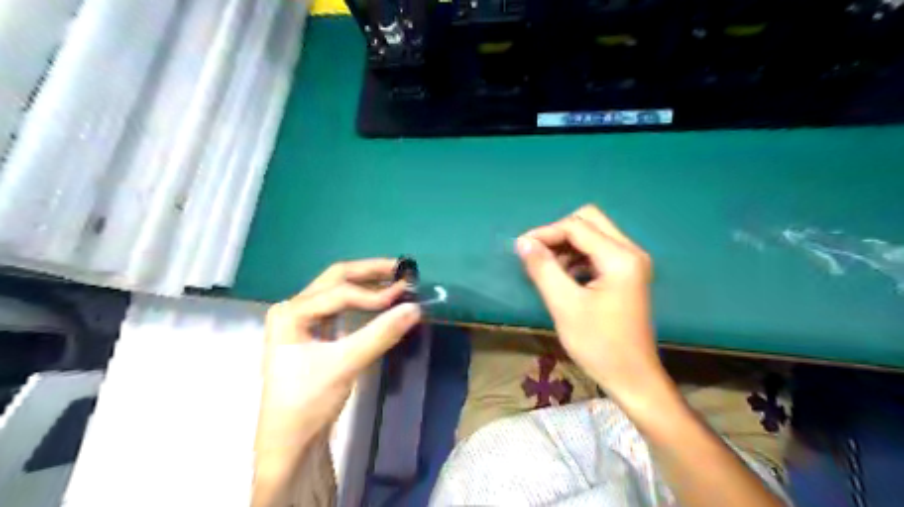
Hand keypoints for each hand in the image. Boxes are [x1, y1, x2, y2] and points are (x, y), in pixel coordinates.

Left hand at [254, 259, 424, 457]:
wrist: (290, 442)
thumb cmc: (308, 401)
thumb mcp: (345, 365)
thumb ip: (381, 333)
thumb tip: (415, 307)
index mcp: (290, 312)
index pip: (339, 293)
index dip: (373, 294)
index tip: (404, 298)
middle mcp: (293, 308)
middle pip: (336, 278)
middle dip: (370, 272)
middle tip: (402, 269)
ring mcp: (302, 319)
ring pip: (338, 290)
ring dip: (367, 283)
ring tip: (396, 281)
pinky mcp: (313, 331)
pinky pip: (340, 306)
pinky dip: (362, 301)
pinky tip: (380, 301)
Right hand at [520, 204, 661, 404]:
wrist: (632, 378)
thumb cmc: (599, 345)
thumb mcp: (565, 305)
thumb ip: (543, 269)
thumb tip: (522, 242)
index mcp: (620, 257)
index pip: (576, 227)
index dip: (545, 233)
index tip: (520, 248)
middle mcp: (630, 251)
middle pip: (589, 220)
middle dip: (558, 233)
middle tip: (536, 254)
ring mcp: (631, 262)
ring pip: (593, 234)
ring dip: (567, 245)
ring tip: (547, 268)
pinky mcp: (627, 274)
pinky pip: (598, 251)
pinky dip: (577, 256)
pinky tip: (564, 276)